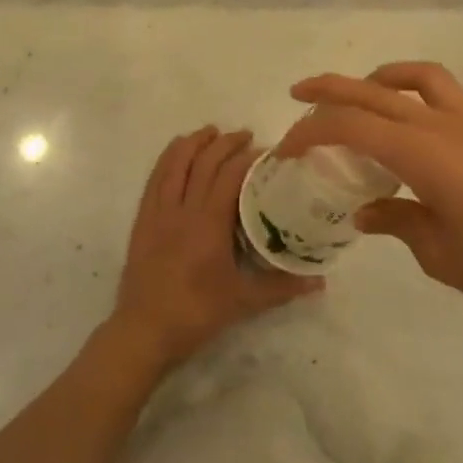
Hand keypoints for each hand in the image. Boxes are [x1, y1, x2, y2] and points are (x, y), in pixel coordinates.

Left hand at [109, 127, 321, 371]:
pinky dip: (168, 158)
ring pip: (174, 163)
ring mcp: (158, 211)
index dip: (249, 157)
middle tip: (246, 136)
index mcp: (208, 223)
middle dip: (225, 142)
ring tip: (211, 132)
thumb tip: (320, 281)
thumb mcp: (243, 301)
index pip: (230, 175)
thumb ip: (282, 287)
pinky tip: (177, 152)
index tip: (268, 152)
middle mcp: (182, 208)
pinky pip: (154, 177)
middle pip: (203, 161)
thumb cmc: (196, 314)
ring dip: (194, 142)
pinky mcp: (142, 219)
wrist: (144, 330)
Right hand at [276, 64, 462, 331]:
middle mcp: (440, 125)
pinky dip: (413, 90)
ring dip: (376, 78)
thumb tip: (366, 212)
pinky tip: (410, 120)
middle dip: (329, 90)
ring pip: (412, 78)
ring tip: (357, 95)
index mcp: (421, 153)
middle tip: (298, 96)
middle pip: (372, 91)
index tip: (287, 150)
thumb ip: (397, 222)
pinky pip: (443, 92)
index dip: (311, 132)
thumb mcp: (437, 252)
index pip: (351, 126)